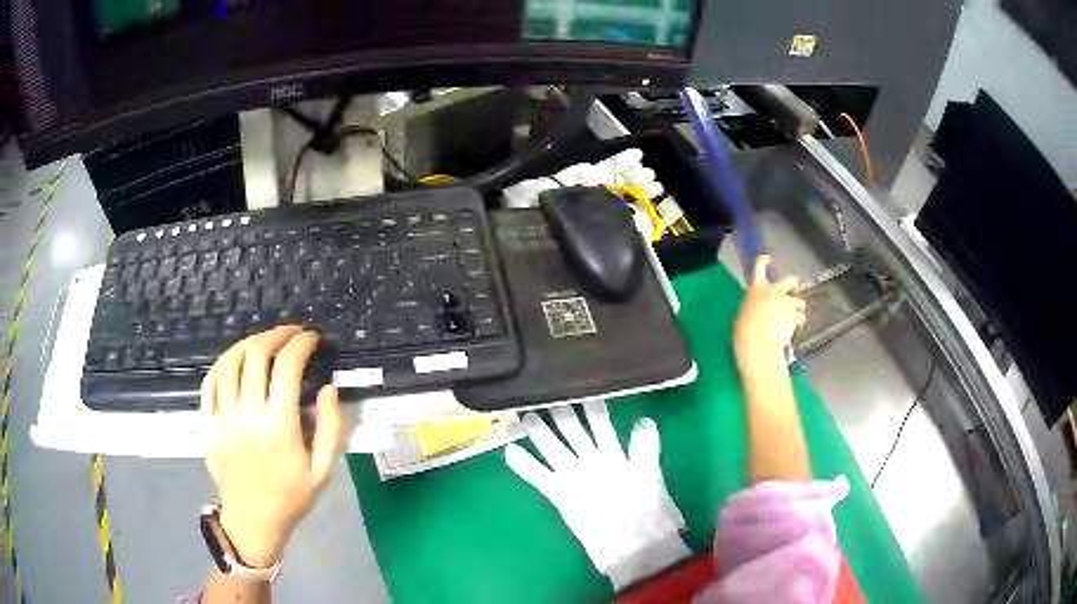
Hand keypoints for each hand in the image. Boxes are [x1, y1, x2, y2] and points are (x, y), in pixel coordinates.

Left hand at [202, 326, 344, 567]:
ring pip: (230, 362)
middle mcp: (248, 415)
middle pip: (256, 355)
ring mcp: (223, 417)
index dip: (300, 344)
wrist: (253, 520)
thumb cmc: (291, 497)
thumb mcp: (323, 471)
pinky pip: (210, 381)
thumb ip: (331, 429)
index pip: (287, 367)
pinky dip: (223, 362)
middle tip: (290, 333)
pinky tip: (235, 359)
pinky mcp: (207, 423)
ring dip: (249, 343)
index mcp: (280, 427)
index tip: (311, 339)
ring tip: (263, 341)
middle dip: (276, 335)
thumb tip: (329, 389)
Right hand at [505, 401, 688, 589]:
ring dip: (538, 433)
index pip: (600, 422)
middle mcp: (591, 460)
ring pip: (552, 448)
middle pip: (571, 430)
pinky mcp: (559, 494)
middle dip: (559, 413)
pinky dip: (524, 466)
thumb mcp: (650, 476)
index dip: (591, 405)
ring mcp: (573, 476)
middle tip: (544, 391)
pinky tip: (510, 452)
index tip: (580, 385)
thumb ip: (645, 449)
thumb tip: (644, 420)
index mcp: (614, 452)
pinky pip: (539, 476)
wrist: (632, 544)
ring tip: (524, 415)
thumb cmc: (647, 509)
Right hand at [733, 255, 805, 368]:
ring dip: (797, 309)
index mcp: (756, 288)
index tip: (768, 258)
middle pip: (790, 280)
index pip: (759, 266)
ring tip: (792, 320)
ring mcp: (786, 302)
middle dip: (793, 285)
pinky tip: (794, 330)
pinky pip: (801, 317)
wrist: (758, 343)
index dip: (764, 260)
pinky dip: (799, 322)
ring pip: (799, 301)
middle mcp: (773, 291)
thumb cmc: (744, 331)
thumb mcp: (744, 315)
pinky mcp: (795, 315)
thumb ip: (754, 307)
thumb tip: (757, 310)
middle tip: (793, 293)